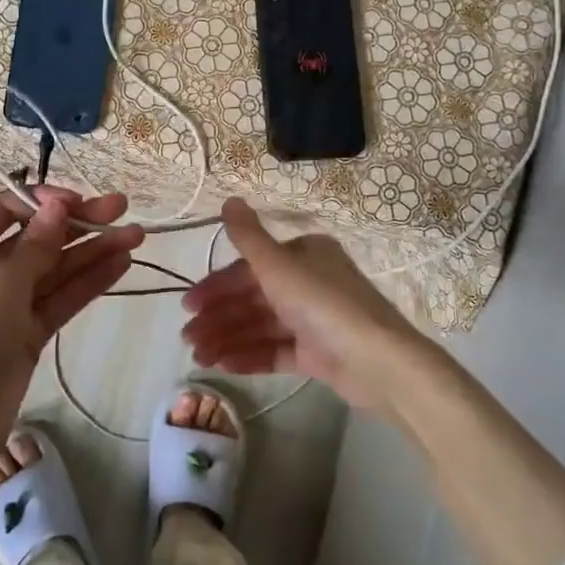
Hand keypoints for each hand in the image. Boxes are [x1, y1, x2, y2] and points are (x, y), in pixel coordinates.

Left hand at [0, 188, 142, 441]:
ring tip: (137, 236)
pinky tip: (121, 263)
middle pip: (37, 237)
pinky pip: (62, 298)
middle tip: (122, 208)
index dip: (42, 201)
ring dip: (93, 251)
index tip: (77, 202)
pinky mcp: (30, 332)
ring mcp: (10, 304)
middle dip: (79, 222)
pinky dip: (89, 281)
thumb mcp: (0, 282)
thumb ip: (35, 244)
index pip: (5, 210)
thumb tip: (56, 207)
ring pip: (56, 268)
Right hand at [181, 198, 438, 415]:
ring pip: (261, 326)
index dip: (216, 286)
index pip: (249, 268)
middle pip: (252, 298)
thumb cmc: (324, 304)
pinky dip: (250, 356)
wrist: (378, 362)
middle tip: (187, 338)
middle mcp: (308, 282)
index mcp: (302, 255)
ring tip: (199, 358)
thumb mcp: (279, 266)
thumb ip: (249, 237)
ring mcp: (313, 319)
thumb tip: (229, 199)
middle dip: (219, 318)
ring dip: (228, 339)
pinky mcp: (318, 353)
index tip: (189, 306)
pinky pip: (276, 350)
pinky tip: (223, 365)